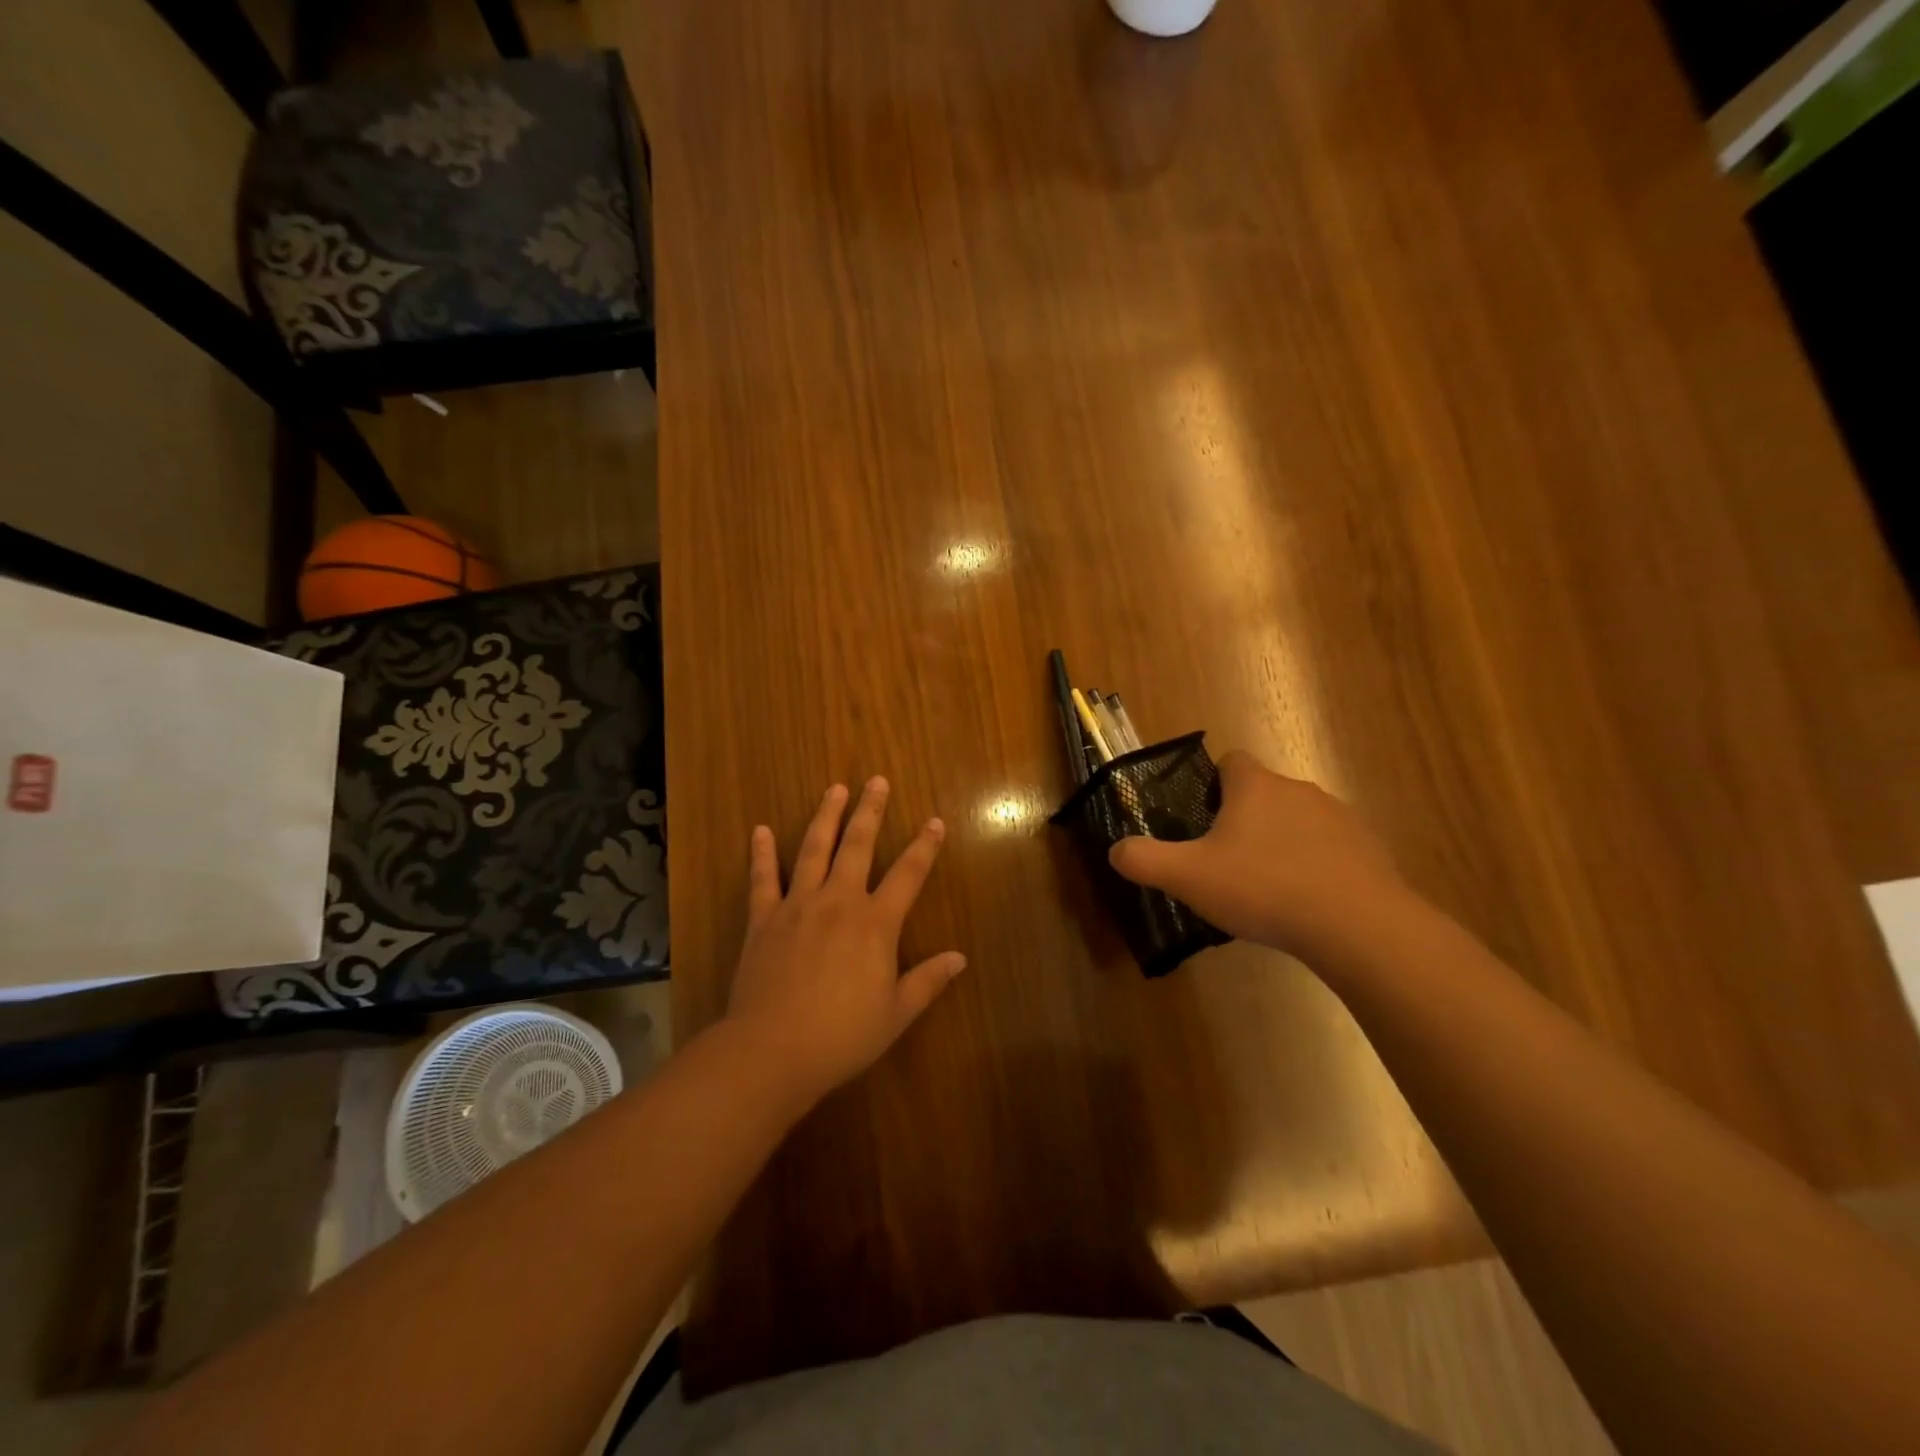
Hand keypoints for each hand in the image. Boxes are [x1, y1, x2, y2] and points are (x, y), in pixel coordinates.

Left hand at [725, 777, 965, 1105]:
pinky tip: (762, 830)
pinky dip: (762, 853)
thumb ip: (928, 981)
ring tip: (835, 789)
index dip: (924, 846)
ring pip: (814, 850)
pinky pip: (763, 879)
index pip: (908, 875)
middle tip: (877, 781)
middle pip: (859, 846)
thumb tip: (960, 958)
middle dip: (871, 811)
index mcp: (876, 923)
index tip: (934, 821)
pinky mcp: (764, 919)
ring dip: (826, 816)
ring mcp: (798, 905)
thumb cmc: (842, 1035)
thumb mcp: (896, 1013)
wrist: (772, 1050)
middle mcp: (839, 902)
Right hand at [1108, 750, 1411, 961]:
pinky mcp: (1369, 849)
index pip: (1232, 761)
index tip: (1205, 818)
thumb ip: (1144, 860)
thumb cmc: (1263, 888)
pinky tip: (1308, 903)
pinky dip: (1317, 866)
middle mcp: (1298, 789)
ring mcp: (1339, 817)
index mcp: (1255, 787)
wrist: (1356, 924)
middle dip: (1246, 819)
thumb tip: (1116, 850)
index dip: (1214, 783)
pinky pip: (1332, 848)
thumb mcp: (1188, 877)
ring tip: (1269, 888)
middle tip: (1228, 862)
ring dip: (1283, 842)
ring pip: (1299, 820)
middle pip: (1264, 792)